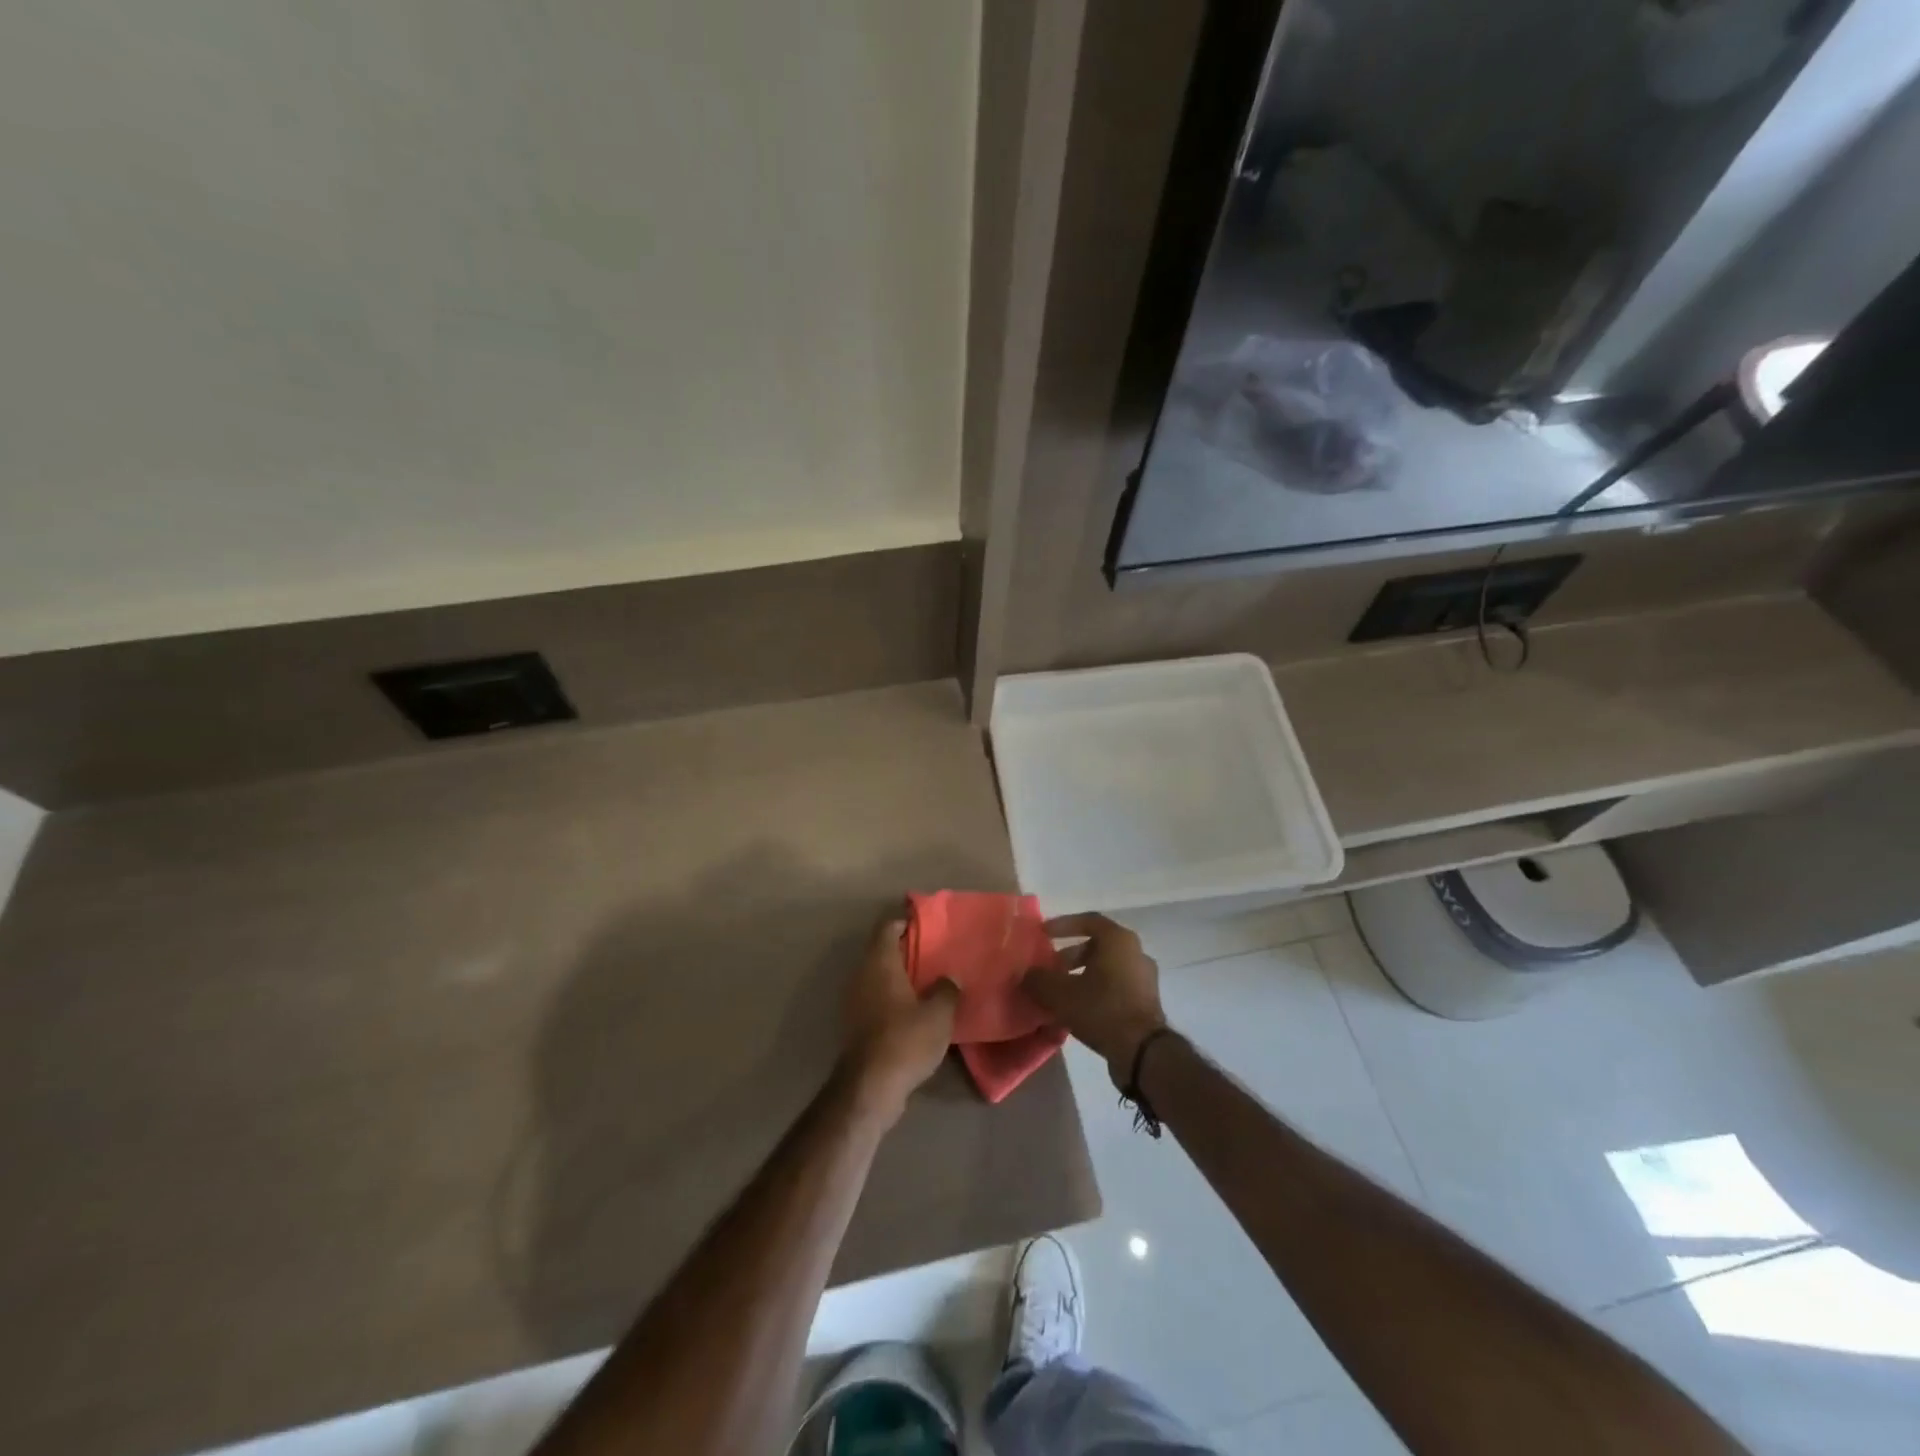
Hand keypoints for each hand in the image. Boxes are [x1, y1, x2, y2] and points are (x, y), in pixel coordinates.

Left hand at [841, 916, 957, 1120]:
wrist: (871, 1086)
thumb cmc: (906, 1039)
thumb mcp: (939, 1014)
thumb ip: (947, 989)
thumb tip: (949, 979)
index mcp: (880, 963)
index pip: (886, 927)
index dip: (905, 921)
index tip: (926, 925)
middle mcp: (862, 975)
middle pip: (881, 951)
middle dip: (905, 950)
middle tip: (933, 953)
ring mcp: (855, 1001)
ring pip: (877, 976)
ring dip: (899, 976)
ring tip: (927, 981)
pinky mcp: (856, 1024)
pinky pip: (875, 998)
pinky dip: (892, 997)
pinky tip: (914, 1010)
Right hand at [1023, 913, 1168, 1083]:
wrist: (1143, 1053)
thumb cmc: (1102, 1009)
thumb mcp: (1060, 994)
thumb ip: (1038, 980)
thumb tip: (1026, 975)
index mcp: (1118, 940)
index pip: (1088, 920)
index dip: (1063, 925)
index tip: (1043, 933)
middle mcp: (1135, 952)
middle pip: (1097, 946)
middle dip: (1070, 956)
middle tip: (1049, 969)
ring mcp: (1144, 978)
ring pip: (1106, 968)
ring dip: (1081, 976)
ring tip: (1059, 994)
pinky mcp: (1146, 1002)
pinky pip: (1115, 987)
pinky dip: (1095, 992)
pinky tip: (1077, 1011)